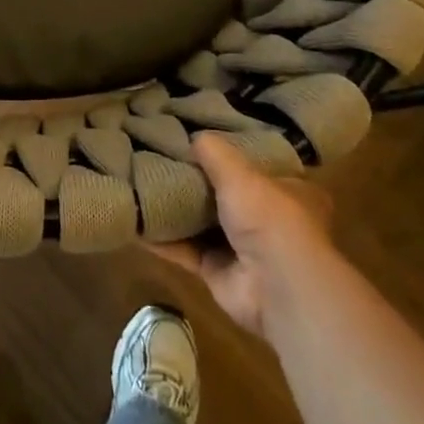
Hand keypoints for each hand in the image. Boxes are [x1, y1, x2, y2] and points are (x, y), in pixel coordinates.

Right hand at [152, 132, 334, 338]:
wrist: (275, 287)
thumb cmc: (269, 218)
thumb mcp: (240, 172)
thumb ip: (215, 152)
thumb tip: (193, 136)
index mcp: (287, 191)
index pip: (257, 166)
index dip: (230, 154)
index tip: (199, 141)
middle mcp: (267, 220)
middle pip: (225, 195)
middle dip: (196, 182)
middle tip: (161, 160)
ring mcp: (242, 248)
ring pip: (202, 224)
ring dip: (176, 211)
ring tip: (142, 185)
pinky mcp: (218, 272)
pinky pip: (184, 251)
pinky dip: (162, 240)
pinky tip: (135, 222)